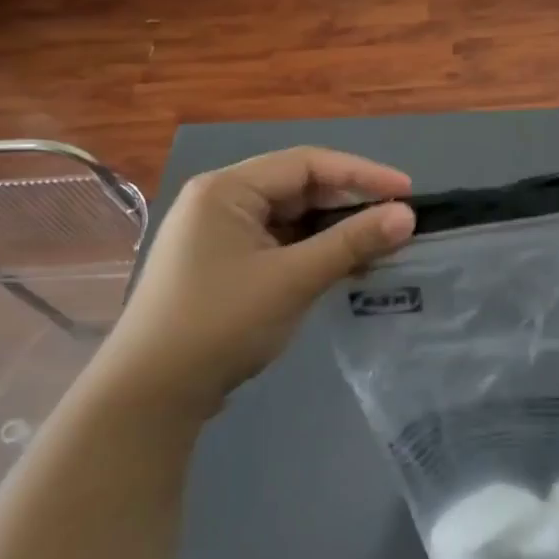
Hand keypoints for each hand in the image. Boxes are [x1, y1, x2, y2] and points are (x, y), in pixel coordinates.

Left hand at [88, 148, 415, 421]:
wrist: (150, 395)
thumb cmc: (220, 323)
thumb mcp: (293, 279)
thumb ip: (352, 242)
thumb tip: (408, 216)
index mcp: (227, 189)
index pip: (307, 163)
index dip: (363, 174)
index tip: (408, 193)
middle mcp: (221, 201)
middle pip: (299, 187)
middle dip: (350, 203)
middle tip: (398, 221)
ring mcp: (220, 235)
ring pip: (292, 218)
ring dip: (336, 231)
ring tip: (380, 246)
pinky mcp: (225, 265)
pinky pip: (281, 243)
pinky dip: (314, 251)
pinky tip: (346, 267)